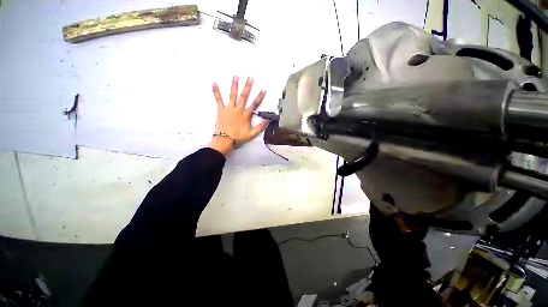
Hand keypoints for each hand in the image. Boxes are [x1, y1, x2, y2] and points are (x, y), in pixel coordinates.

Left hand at [207, 76, 268, 155]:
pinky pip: (218, 99)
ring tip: (235, 76)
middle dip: (247, 86)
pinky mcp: (221, 110)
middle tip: (250, 77)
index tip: (264, 89)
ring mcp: (229, 109)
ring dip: (234, 85)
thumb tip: (268, 121)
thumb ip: (260, 127)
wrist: (225, 140)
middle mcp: (238, 110)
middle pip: (244, 96)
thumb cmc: (239, 137)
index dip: (260, 97)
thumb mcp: (252, 134)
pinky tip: (214, 83)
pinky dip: (216, 91)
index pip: (255, 104)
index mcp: (246, 115)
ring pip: (232, 95)